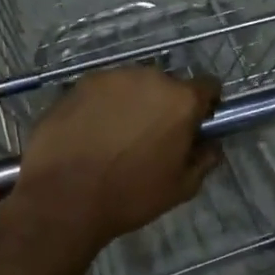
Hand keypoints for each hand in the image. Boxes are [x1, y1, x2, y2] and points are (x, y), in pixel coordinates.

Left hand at [8, 67, 220, 252]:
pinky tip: (90, 132)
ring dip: (133, 103)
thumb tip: (211, 144)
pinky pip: (102, 91)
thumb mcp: (181, 188)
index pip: (208, 86)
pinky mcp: (78, 84)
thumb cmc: (130, 195)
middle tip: (152, 137)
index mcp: (180, 100)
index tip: (195, 125)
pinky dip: (102, 106)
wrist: (63, 198)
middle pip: (167, 85)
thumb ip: (205, 159)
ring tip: (116, 136)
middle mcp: (149, 77)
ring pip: (132, 86)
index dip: (205, 106)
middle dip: (164, 105)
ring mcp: (110, 77)